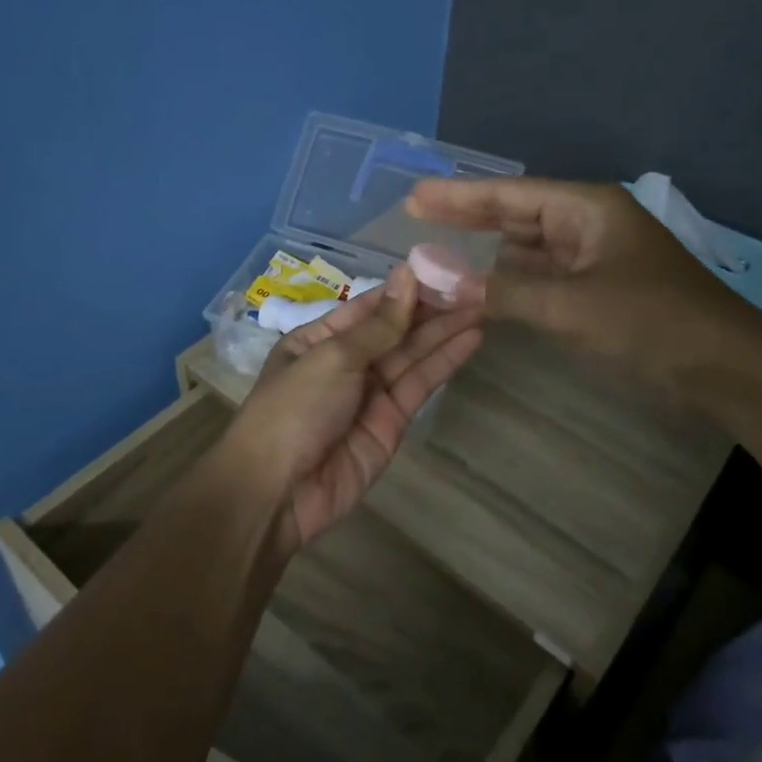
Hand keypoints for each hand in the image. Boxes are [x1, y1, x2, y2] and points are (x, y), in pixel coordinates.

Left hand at [220, 265, 483, 552]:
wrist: (278, 492)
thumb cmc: (294, 409)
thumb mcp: (333, 357)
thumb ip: (379, 324)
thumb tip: (407, 273)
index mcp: (319, 339)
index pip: (369, 306)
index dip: (405, 289)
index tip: (444, 269)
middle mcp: (346, 362)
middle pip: (395, 329)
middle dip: (432, 309)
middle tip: (476, 285)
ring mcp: (370, 393)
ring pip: (413, 354)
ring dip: (446, 331)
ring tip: (484, 304)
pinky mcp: (392, 422)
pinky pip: (420, 384)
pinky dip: (445, 362)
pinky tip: (471, 338)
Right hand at [406, 176, 761, 394]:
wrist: (724, 365)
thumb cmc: (651, 322)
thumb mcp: (570, 305)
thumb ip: (502, 291)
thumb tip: (440, 280)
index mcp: (587, 208)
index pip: (511, 195)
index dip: (460, 196)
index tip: (415, 196)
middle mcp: (588, 223)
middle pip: (517, 214)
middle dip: (468, 217)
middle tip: (415, 216)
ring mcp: (594, 256)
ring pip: (528, 246)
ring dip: (486, 250)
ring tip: (438, 248)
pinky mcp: (597, 288)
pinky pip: (542, 275)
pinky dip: (510, 279)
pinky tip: (481, 283)